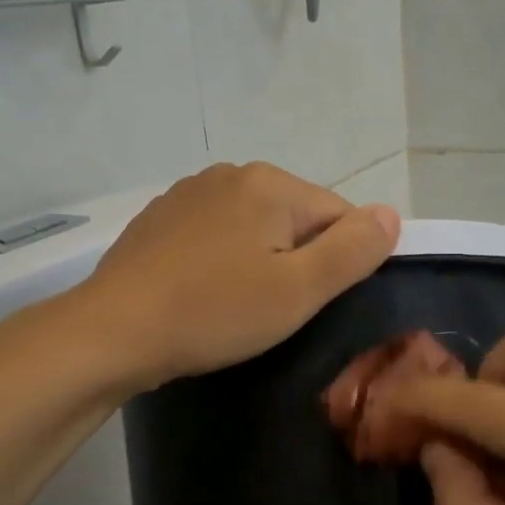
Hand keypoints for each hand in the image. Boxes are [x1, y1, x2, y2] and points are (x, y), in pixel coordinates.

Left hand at [78, 162, 400, 391]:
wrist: (113, 331)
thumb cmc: (215, 312)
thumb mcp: (299, 290)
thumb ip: (353, 250)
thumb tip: (391, 214)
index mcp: (270, 183)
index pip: (338, 215)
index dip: (337, 264)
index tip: (308, 303)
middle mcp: (229, 174)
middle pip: (294, 219)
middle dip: (295, 262)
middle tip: (272, 312)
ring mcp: (187, 194)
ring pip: (252, 228)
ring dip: (257, 262)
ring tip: (235, 308)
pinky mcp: (158, 220)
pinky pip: (213, 237)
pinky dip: (219, 262)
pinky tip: (202, 295)